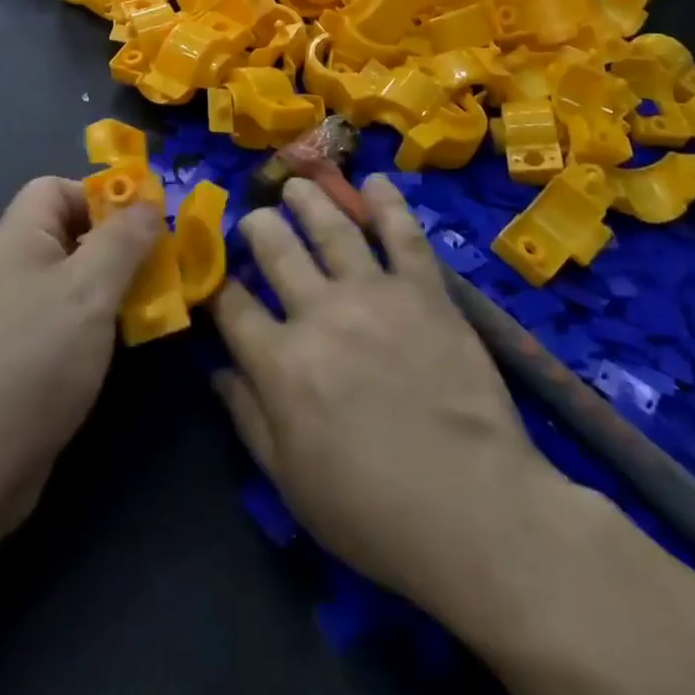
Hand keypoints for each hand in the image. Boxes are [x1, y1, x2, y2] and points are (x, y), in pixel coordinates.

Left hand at [0, 178, 161, 537]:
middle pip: (64, 232)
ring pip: (64, 278)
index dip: (100, 196)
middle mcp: (2, 266)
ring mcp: (0, 313)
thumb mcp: (91, 290)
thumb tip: (148, 199)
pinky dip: (86, 321)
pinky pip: (54, 317)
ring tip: (145, 308)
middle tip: (156, 269)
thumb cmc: (35, 360)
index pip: (56, 188)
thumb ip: (124, 238)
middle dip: (114, 245)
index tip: (142, 227)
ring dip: (106, 286)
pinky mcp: (6, 355)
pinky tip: (111, 347)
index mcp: (14, 237)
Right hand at [211, 176, 568, 622]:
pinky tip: (374, 181)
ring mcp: (374, 294)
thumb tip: (216, 371)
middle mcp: (319, 313)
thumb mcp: (291, 483)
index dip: (220, 288)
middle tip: (256, 219)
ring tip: (296, 184)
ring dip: (308, 199)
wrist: (478, 513)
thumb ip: (248, 419)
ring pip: (331, 227)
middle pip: (275, 249)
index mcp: (281, 362)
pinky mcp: (424, 291)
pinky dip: (387, 202)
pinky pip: (402, 234)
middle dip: (258, 228)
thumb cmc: (374, 512)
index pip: (234, 307)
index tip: (218, 279)